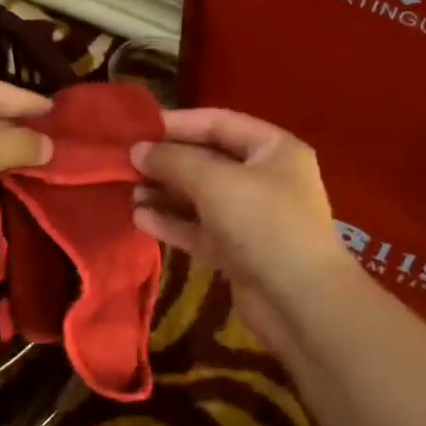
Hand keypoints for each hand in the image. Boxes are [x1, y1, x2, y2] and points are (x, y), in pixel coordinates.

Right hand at [129, 108, 354, 356]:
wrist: (300, 302)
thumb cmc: (263, 224)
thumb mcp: (215, 182)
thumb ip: (173, 161)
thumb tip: (136, 150)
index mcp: (273, 149)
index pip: (219, 122)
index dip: (178, 122)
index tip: (137, 127)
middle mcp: (264, 178)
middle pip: (207, 160)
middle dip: (166, 161)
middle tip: (125, 162)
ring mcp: (251, 217)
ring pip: (200, 197)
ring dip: (164, 193)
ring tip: (127, 192)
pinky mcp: (237, 251)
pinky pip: (199, 229)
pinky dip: (172, 222)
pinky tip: (139, 218)